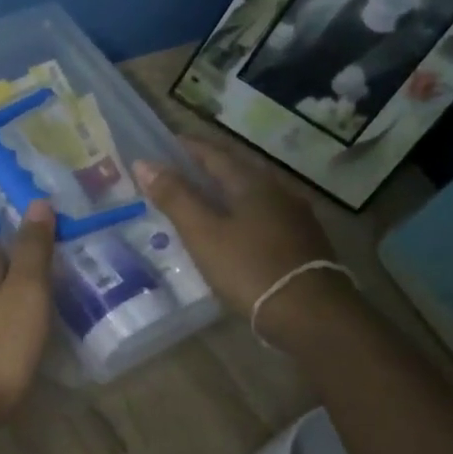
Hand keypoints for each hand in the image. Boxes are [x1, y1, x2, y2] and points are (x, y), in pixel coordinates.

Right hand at [133, 136, 350, 348]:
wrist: (308, 311)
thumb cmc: (248, 267)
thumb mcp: (203, 233)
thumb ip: (175, 198)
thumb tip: (144, 163)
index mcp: (251, 183)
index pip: (215, 154)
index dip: (189, 147)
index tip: (168, 142)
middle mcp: (278, 191)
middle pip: (238, 171)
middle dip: (210, 167)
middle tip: (183, 170)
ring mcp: (295, 217)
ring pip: (254, 194)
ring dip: (228, 192)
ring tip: (205, 199)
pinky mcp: (303, 242)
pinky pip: (266, 216)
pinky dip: (244, 214)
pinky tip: (237, 229)